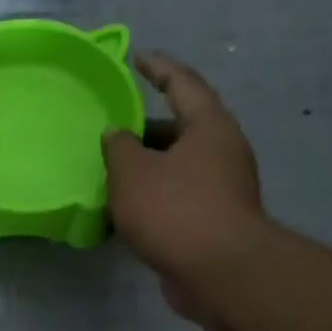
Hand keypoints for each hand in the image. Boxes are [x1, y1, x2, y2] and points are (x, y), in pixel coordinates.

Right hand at [103, 53, 266, 320]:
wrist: (220, 272)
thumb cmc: (175, 210)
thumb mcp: (133, 172)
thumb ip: (119, 147)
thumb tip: (117, 134)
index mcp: (209, 127)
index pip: (183, 84)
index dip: (159, 68)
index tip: (137, 57)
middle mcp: (222, 151)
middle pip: (180, 128)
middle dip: (144, 129)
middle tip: (110, 131)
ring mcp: (222, 187)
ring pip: (176, 166)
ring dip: (145, 167)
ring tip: (108, 172)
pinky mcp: (214, 219)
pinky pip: (176, 195)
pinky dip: (151, 196)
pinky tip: (122, 210)